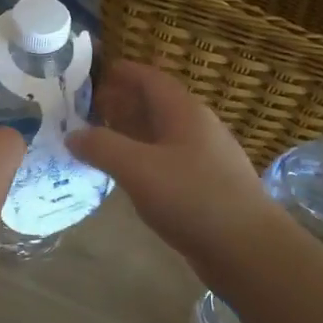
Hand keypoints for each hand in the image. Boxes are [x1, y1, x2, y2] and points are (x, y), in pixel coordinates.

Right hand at [67, 60, 272, 263]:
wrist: (249, 250)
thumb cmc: (193, 198)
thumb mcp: (138, 169)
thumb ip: (102, 147)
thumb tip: (73, 134)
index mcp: (185, 112)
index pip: (151, 79)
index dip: (123, 72)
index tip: (94, 72)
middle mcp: (198, 128)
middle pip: (157, 104)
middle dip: (123, 101)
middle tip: (89, 107)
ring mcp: (205, 158)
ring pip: (162, 134)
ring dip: (132, 131)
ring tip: (100, 138)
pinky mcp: (207, 186)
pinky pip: (168, 160)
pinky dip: (143, 157)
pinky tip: (128, 174)